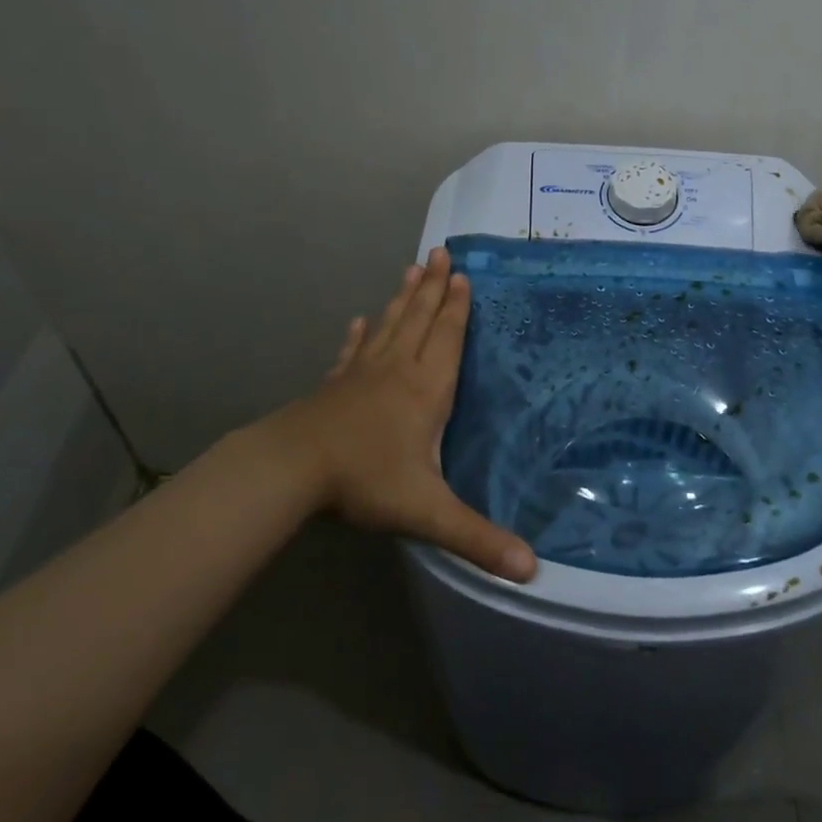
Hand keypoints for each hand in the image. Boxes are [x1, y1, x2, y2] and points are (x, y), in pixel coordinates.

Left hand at [270, 248, 536, 581]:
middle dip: (433, 287)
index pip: (447, 338)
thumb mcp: (427, 512)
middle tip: (440, 253)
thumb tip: (532, 569)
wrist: (290, 469)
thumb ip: (478, 538)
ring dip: (403, 298)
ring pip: (389, 326)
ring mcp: (361, 374)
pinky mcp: (334, 385)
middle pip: (419, 319)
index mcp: (425, 389)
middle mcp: (397, 370)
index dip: (458, 307)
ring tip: (412, 269)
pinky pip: (353, 351)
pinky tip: (361, 321)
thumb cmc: (365, 480)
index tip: (463, 275)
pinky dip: (360, 334)